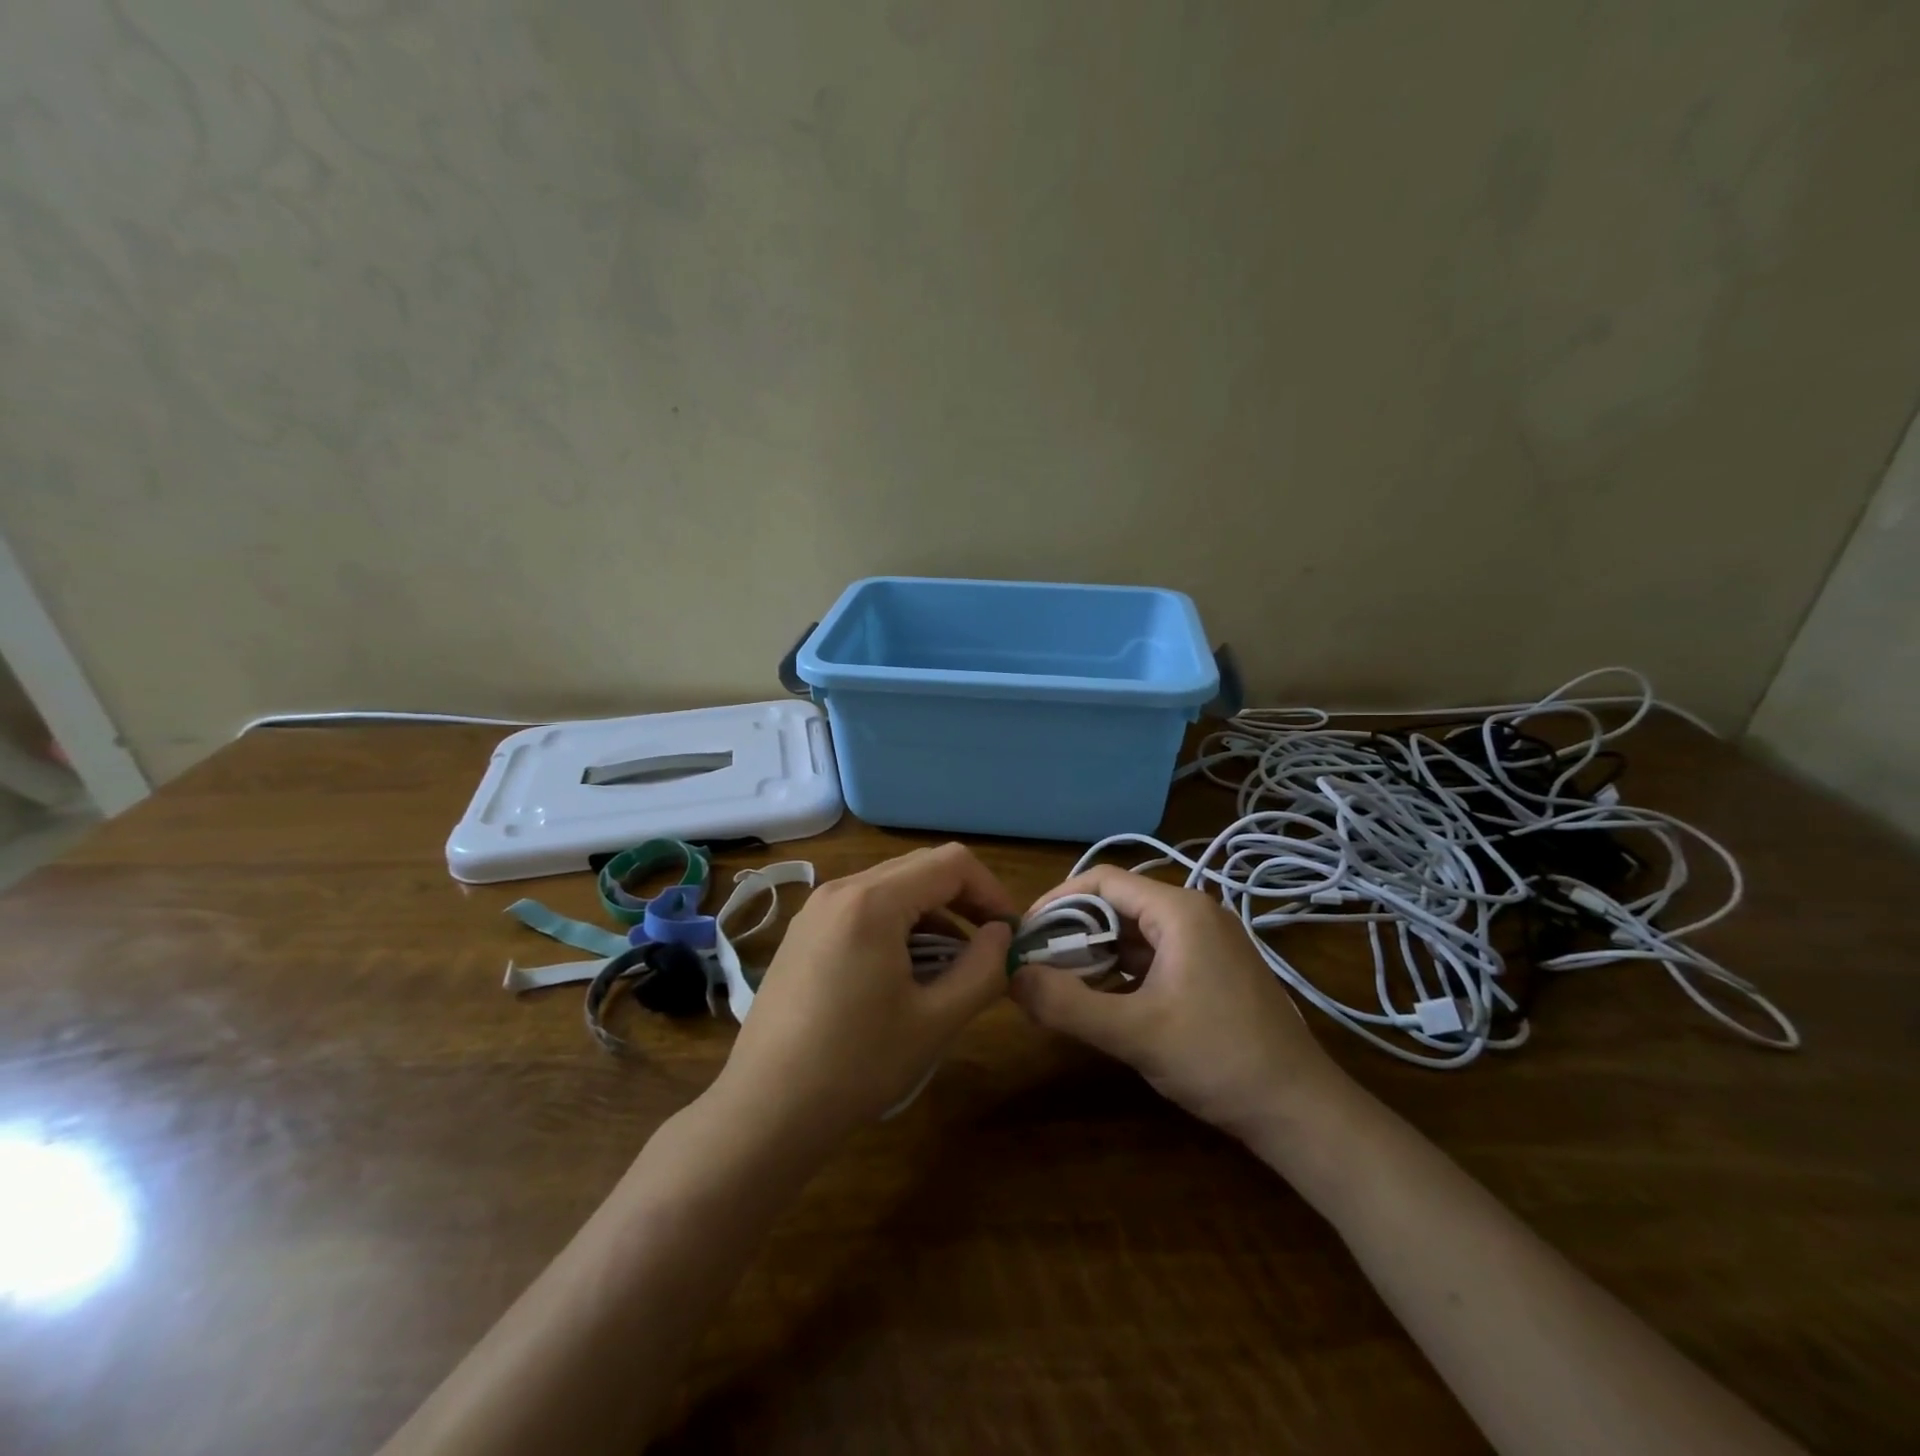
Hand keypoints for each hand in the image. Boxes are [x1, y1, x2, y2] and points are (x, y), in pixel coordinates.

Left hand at [714, 844, 1017, 1146]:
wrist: (766, 1109)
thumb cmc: (856, 1065)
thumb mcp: (936, 1021)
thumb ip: (983, 969)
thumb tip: (1002, 935)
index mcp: (873, 901)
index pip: (951, 863)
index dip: (991, 890)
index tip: (1008, 934)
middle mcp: (841, 889)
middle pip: (920, 867)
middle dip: (963, 899)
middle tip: (987, 946)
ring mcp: (815, 909)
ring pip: (891, 886)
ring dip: (930, 913)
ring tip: (949, 965)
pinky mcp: (803, 932)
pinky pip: (863, 906)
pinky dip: (896, 923)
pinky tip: (903, 971)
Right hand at [1010, 866, 1356, 1144]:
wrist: (1299, 1110)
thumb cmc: (1218, 1059)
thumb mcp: (1135, 1033)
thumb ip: (1068, 1005)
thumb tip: (1013, 977)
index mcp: (1179, 910)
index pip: (1102, 881)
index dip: (1056, 901)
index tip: (1024, 933)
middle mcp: (1194, 913)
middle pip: (1116, 904)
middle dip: (1072, 931)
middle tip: (1035, 962)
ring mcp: (1207, 941)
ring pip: (1133, 932)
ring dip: (1095, 952)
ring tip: (1058, 982)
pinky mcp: (1211, 969)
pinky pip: (1153, 954)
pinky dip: (1121, 970)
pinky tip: (1100, 998)